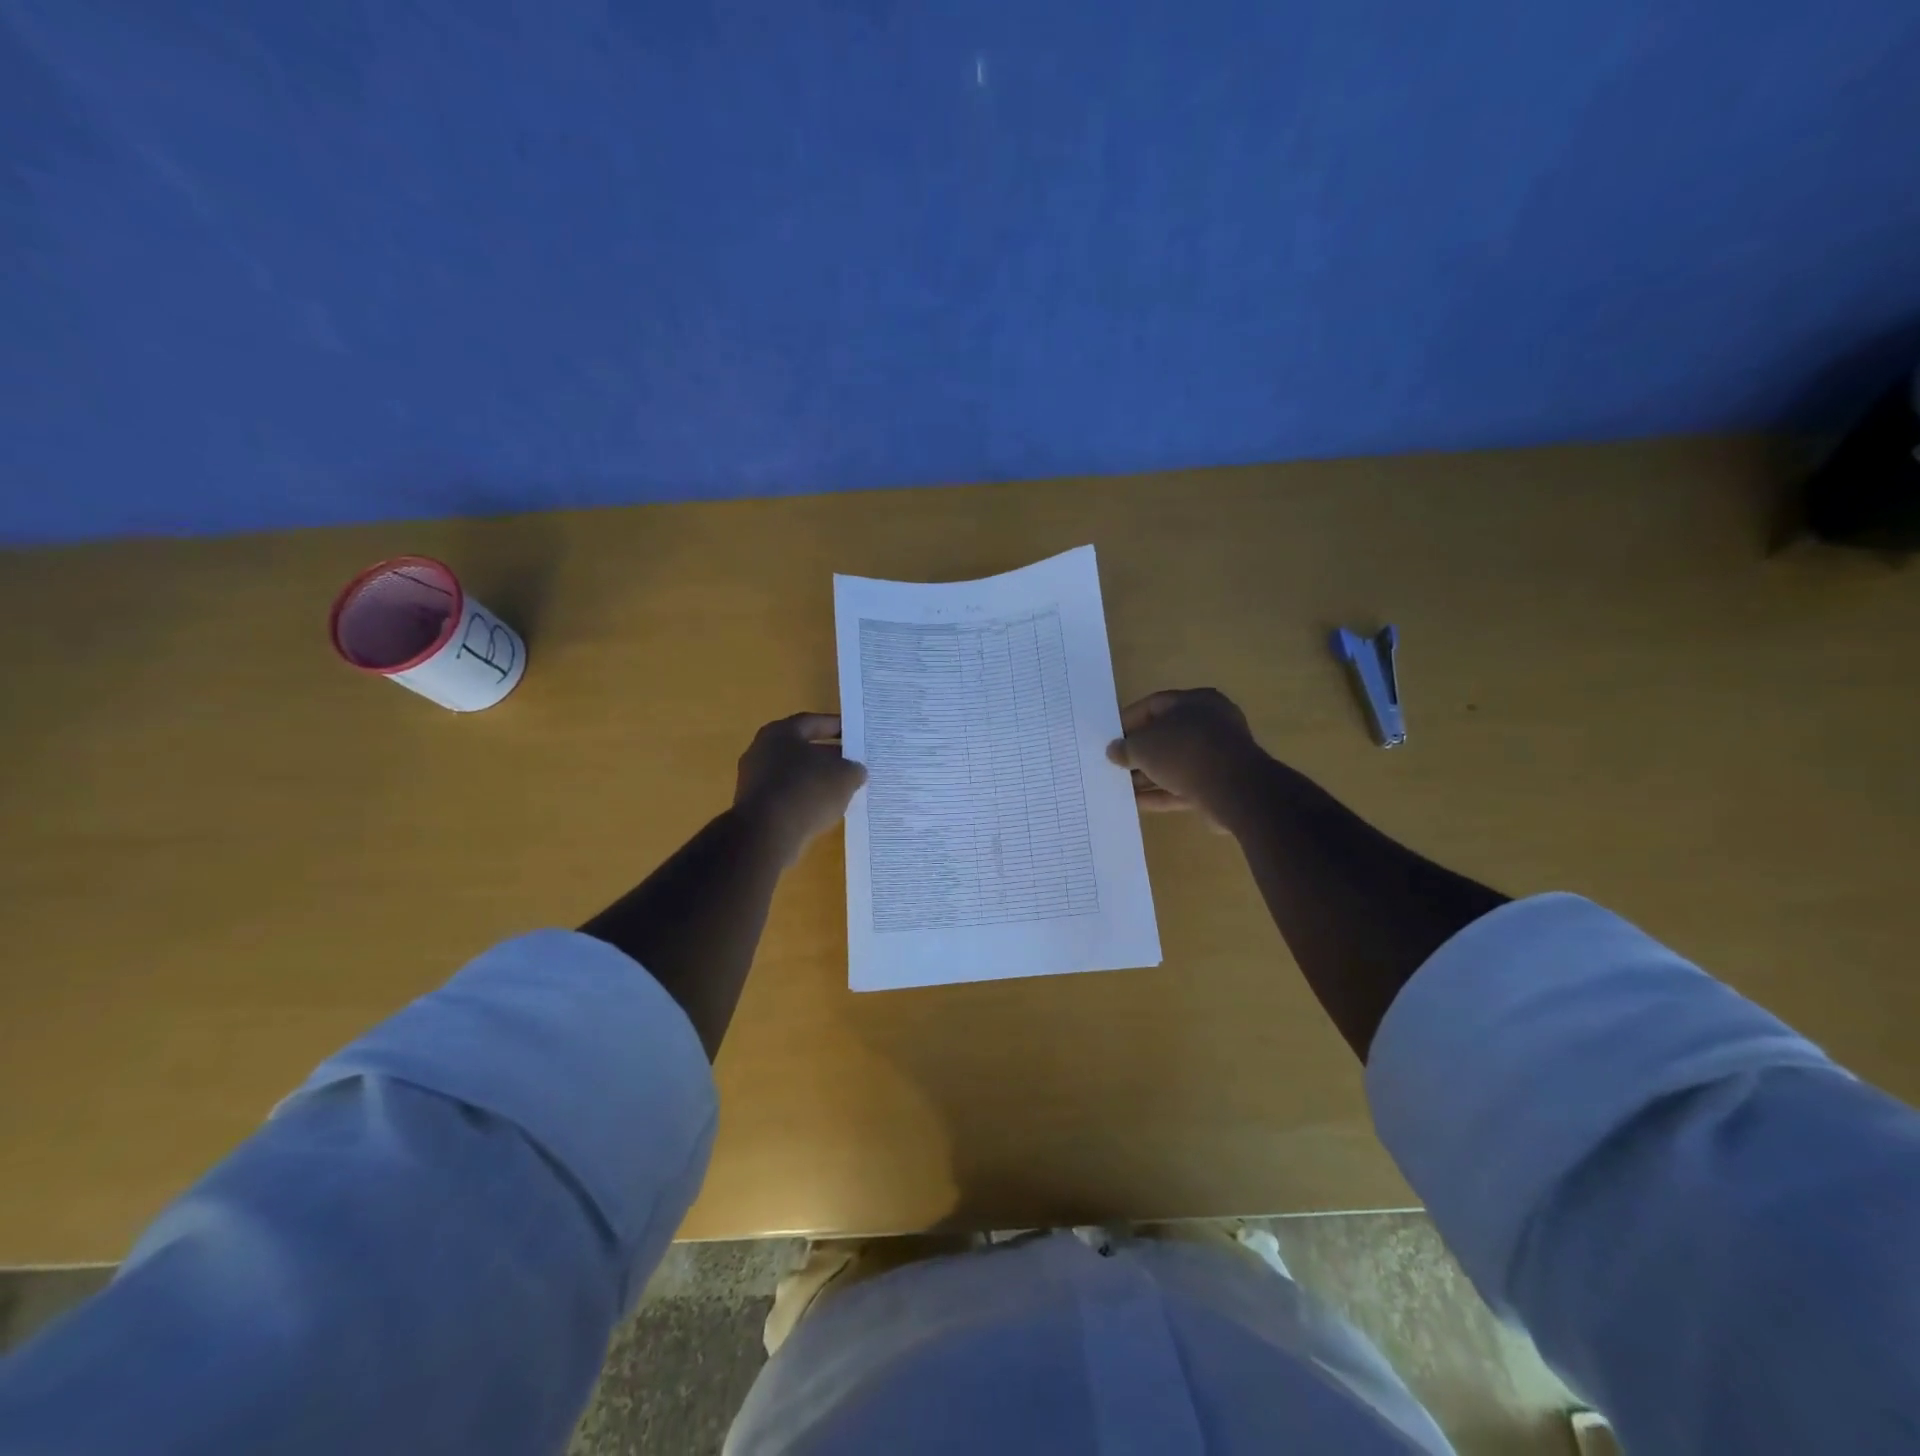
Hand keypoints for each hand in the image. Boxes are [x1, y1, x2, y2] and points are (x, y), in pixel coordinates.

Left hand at [733, 713, 867, 863]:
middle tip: (852, 764)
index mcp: (780, 732)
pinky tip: (821, 811)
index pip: (813, 722)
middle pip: (801, 749)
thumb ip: (853, 769)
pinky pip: (785, 796)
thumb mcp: (845, 776)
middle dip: (827, 756)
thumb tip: (854, 771)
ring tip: (841, 791)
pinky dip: (803, 800)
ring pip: (792, 774)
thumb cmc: (807, 790)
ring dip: (815, 781)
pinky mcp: (753, 807)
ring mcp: (753, 780)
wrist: (767, 833)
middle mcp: (761, 750)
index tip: (855, 735)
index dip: (836, 727)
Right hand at [1106, 688, 1266, 827]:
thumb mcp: (1143, 745)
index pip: (1154, 705)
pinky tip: (1137, 803)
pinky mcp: (1219, 784)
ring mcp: (1217, 756)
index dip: (1128, 720)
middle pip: (1165, 735)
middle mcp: (1210, 724)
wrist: (1234, 789)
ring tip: (1121, 786)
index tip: (1110, 737)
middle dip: (1139, 751)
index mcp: (1195, 701)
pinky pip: (1183, 786)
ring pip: (1174, 763)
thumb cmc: (1184, 751)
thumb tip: (1114, 751)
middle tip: (1115, 763)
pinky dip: (1162, 793)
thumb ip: (1125, 747)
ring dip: (1148, 775)